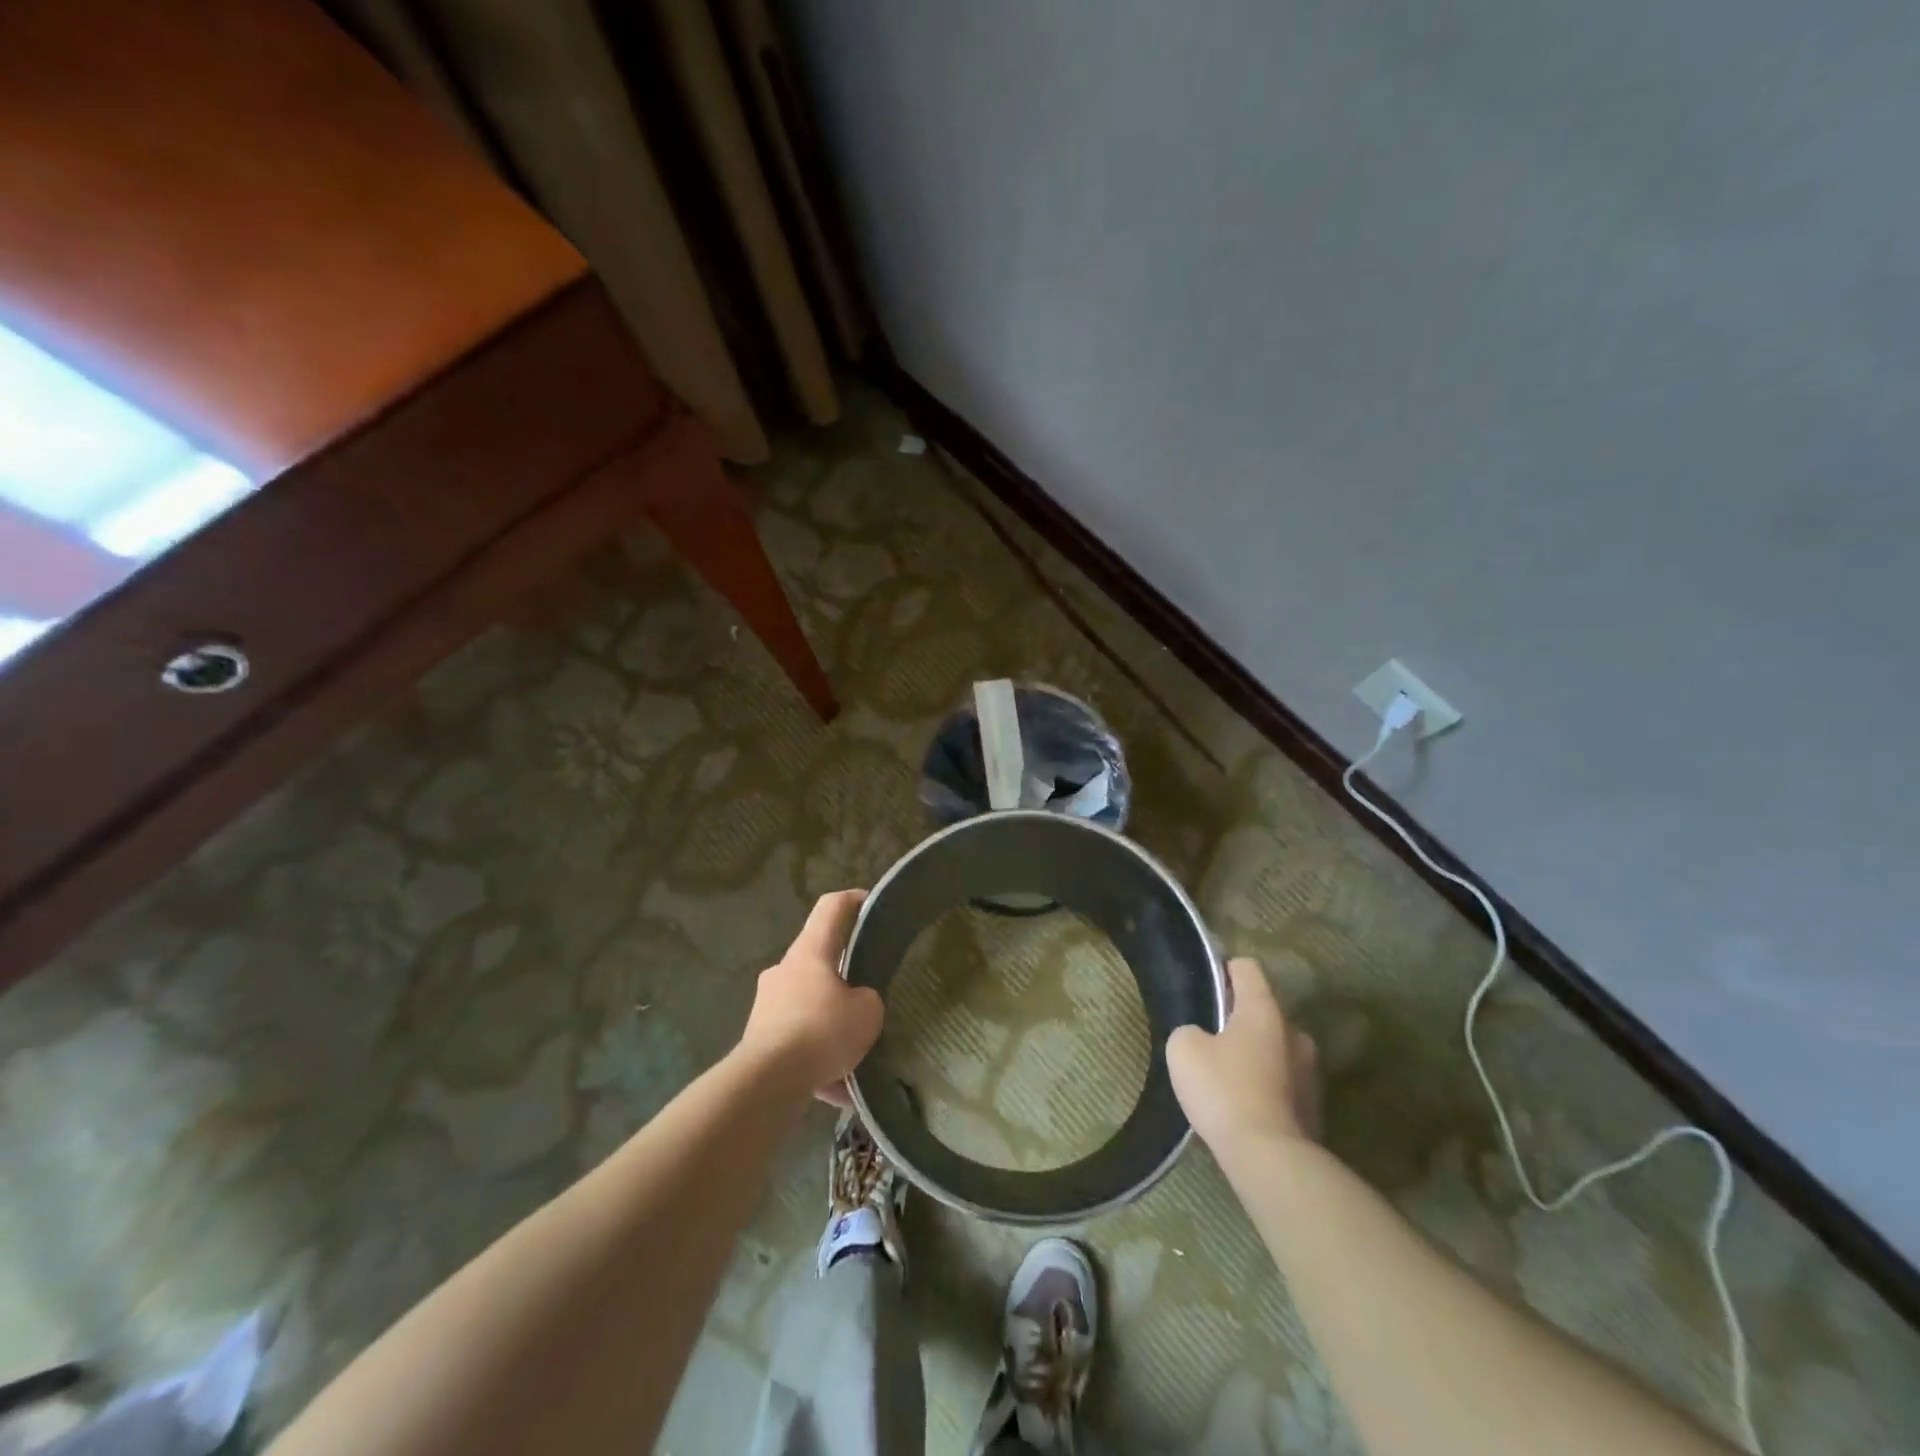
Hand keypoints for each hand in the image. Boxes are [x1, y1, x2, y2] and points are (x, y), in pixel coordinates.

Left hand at [740, 889, 882, 1105]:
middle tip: (869, 994)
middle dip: (844, 977)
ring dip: (830, 1025)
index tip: (871, 903)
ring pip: (808, 1006)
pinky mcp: (759, 1041)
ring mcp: (767, 1006)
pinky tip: (839, 1090)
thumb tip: (856, 1005)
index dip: (853, 900)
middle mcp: (784, 971)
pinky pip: (798, 1044)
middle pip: (819, 961)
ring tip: (857, 1055)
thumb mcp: (867, 1011)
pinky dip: (818, 1062)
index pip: (831, 908)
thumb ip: (867, 1000)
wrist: (767, 1082)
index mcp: (810, 952)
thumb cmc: (821, 1030)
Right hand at [1167, 957, 1319, 1152]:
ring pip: (1275, 1047)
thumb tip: (1203, 1038)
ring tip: (1227, 1077)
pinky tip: (1243, 1106)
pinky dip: (1265, 1086)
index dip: (1224, 970)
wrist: (1270, 1158)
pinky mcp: (1314, 1106)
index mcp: (1264, 1010)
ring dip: (1255, 1054)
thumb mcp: (1183, 1049)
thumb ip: (1190, 1031)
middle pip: (1264, 1010)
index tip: (1207, 986)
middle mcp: (1294, 1032)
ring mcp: (1310, 1071)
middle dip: (1240, 1019)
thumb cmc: (1224, 1090)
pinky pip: (1283, 1081)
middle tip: (1211, 1038)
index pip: (1247, 968)